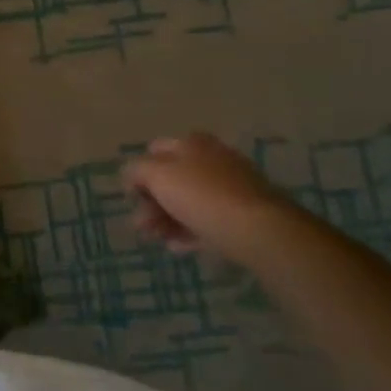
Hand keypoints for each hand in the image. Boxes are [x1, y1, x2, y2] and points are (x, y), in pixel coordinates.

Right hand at [124, 134, 293, 262]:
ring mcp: (231, 187)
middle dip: (151, 201)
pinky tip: (177, 247)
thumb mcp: (158, 176)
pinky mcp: (243, 214)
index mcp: (192, 143)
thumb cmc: (203, 196)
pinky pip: (208, 220)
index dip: (138, 172)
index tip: (131, 197)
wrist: (260, 230)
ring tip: (157, 239)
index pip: (154, 150)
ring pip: (188, 201)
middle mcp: (212, 159)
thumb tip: (130, 174)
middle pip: (171, 178)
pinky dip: (189, 231)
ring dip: (166, 219)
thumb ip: (136, 170)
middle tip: (141, 225)